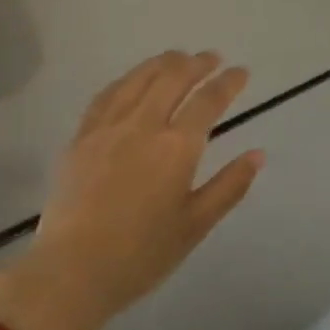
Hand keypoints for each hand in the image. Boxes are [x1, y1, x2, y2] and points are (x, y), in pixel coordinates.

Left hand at [0, 52, 263, 329]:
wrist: (71, 271)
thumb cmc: (141, 255)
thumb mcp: (195, 225)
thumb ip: (229, 186)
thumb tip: (258, 154)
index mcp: (177, 147)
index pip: (208, 101)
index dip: (228, 82)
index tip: (241, 72)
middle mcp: (143, 125)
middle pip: (172, 78)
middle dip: (196, 63)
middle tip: (211, 58)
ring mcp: (108, 127)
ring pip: (138, 79)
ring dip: (162, 63)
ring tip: (177, 57)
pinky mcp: (81, 137)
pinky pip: (107, 95)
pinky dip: (127, 80)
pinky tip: (132, 80)